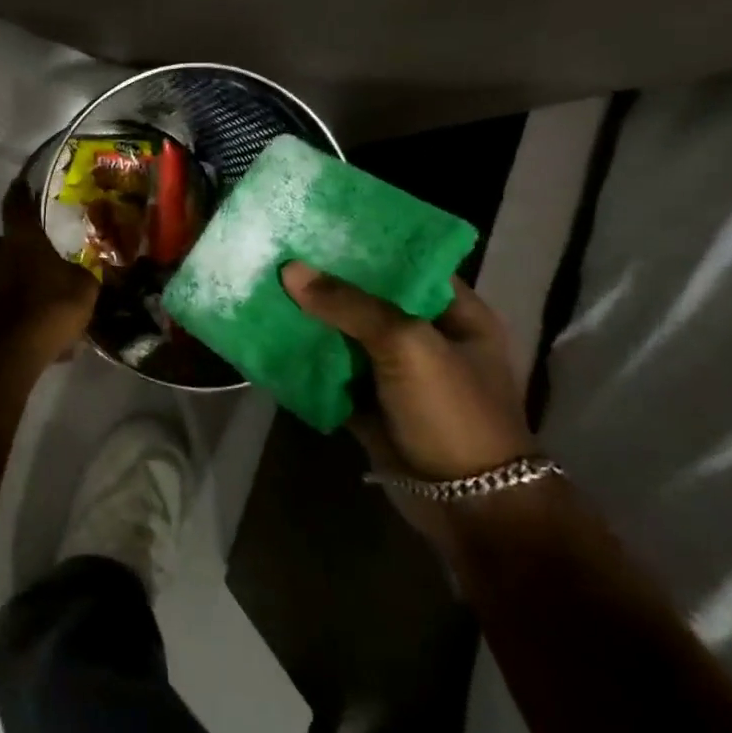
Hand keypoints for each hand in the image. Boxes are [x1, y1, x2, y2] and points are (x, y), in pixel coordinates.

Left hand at [0, 181, 99, 367]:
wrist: (10, 352)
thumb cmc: (49, 306)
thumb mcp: (84, 287)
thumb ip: (82, 274)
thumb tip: (82, 273)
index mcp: (20, 238)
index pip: (16, 203)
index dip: (20, 192)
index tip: (22, 183)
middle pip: (5, 242)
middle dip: (21, 249)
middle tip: (42, 258)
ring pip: (2, 274)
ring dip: (19, 282)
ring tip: (45, 300)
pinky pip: (3, 304)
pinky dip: (18, 310)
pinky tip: (39, 329)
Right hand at [281, 265, 531, 482]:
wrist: (467, 507)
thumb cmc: (453, 413)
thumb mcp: (407, 345)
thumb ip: (349, 304)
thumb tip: (290, 270)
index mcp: (455, 313)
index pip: (406, 263)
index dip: (365, 244)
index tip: (318, 225)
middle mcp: (425, 337)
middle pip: (368, 297)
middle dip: (326, 280)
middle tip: (279, 252)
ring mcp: (396, 373)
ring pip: (344, 334)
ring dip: (310, 318)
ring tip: (264, 286)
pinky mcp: (369, 402)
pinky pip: (331, 370)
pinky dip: (304, 357)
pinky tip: (268, 335)